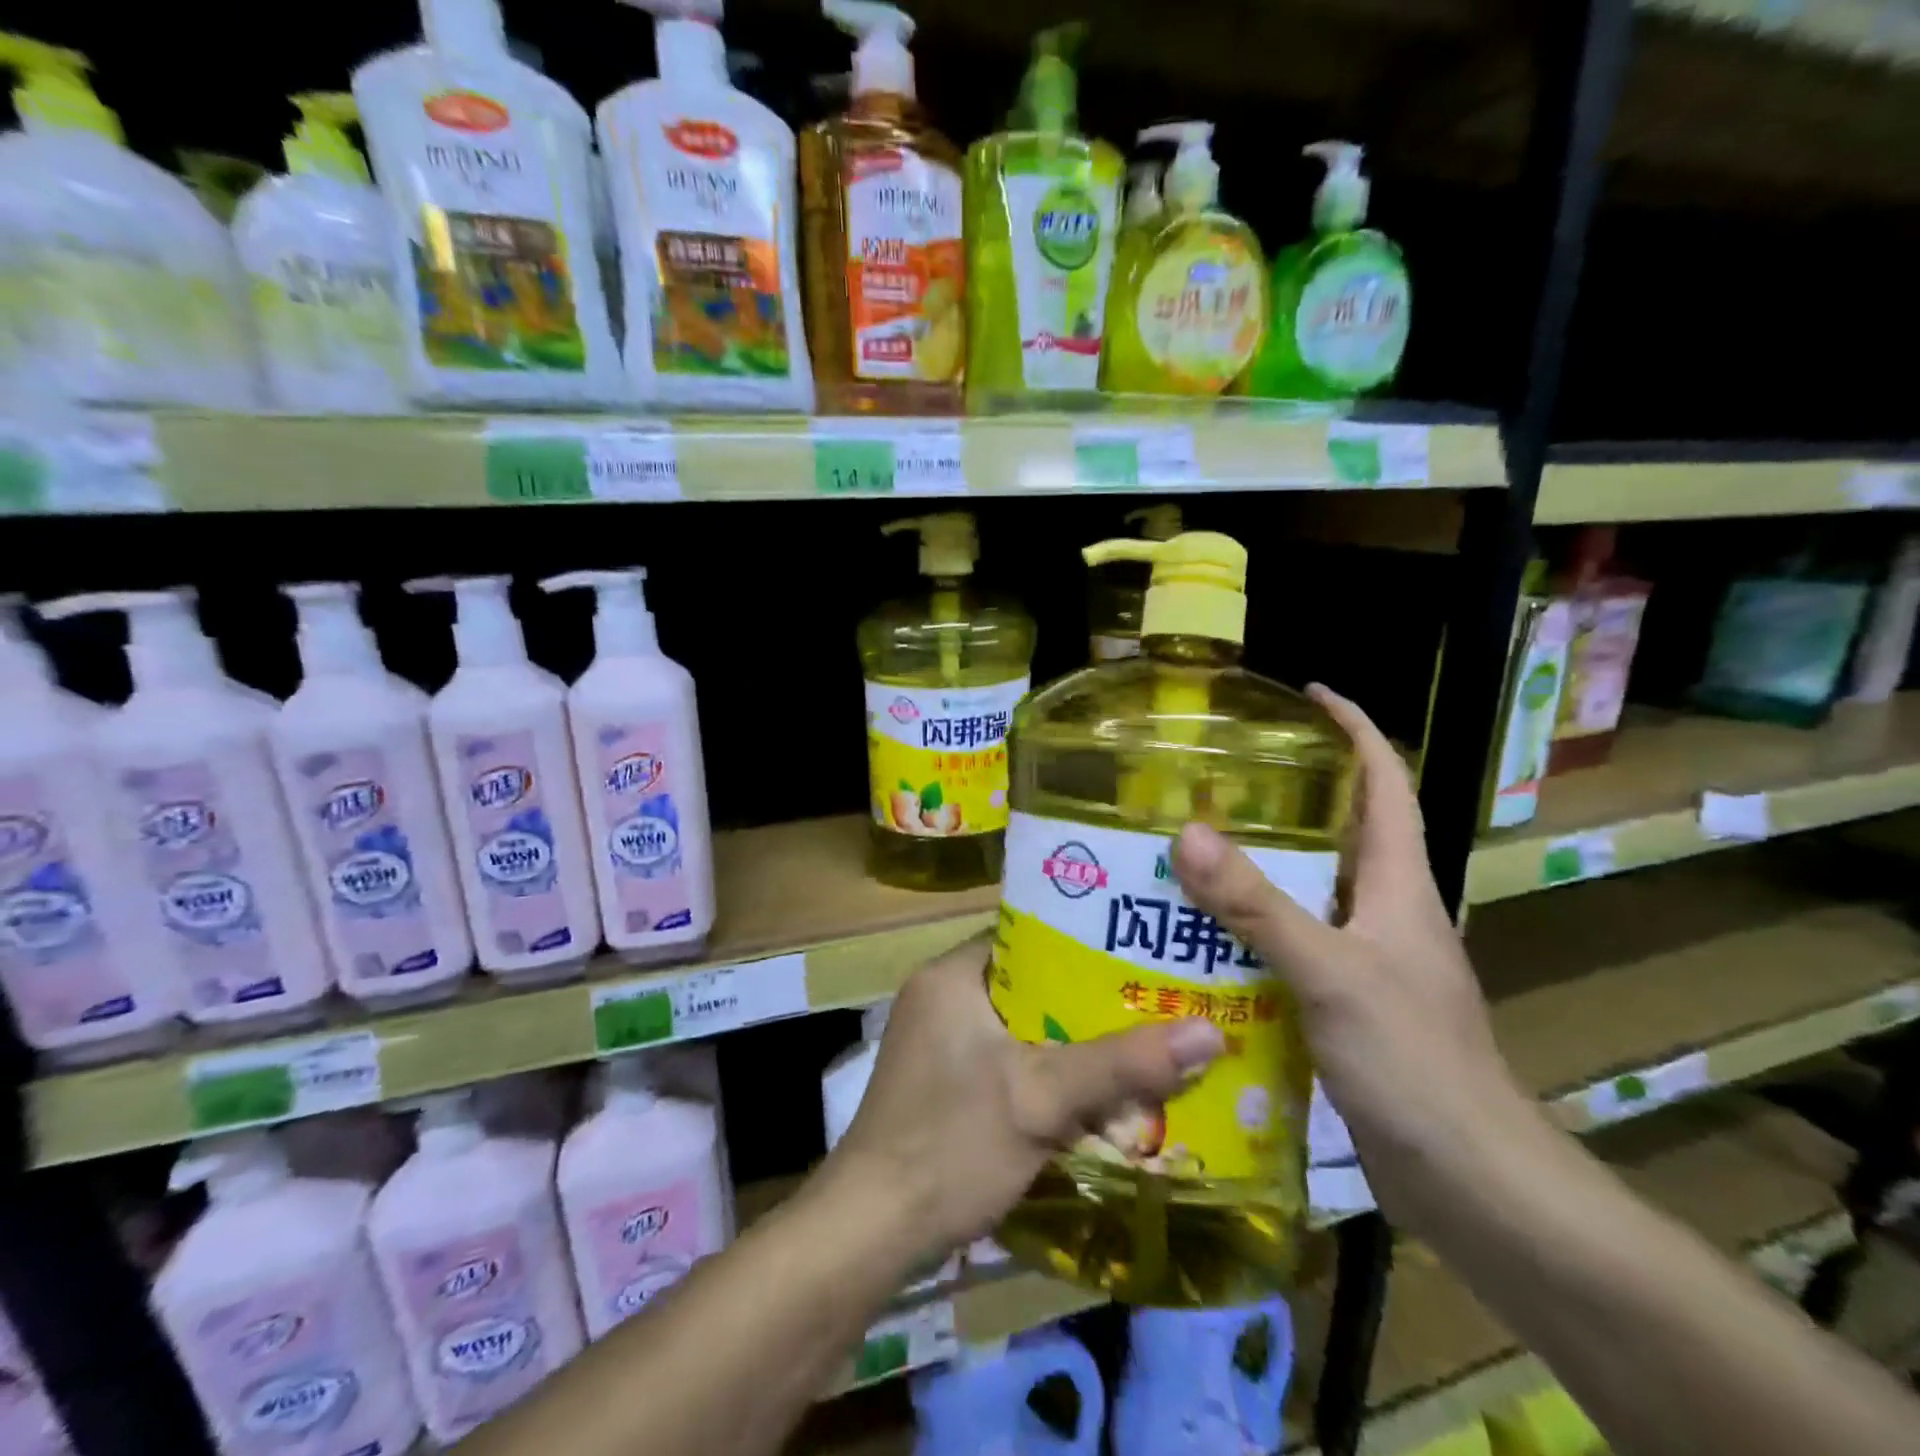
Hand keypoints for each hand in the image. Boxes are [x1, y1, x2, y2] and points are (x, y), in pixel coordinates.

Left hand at [826, 936, 1224, 1263]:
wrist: (870, 1229)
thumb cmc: (951, 1144)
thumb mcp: (1042, 1099)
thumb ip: (1122, 1065)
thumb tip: (1210, 1033)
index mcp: (952, 973)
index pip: (1028, 934)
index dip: (1085, 939)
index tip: (1140, 950)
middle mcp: (941, 995)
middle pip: (1029, 982)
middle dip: (1087, 998)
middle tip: (1154, 1000)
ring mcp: (937, 1040)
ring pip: (1020, 1024)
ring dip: (1070, 1039)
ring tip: (1138, 1042)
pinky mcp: (941, 1079)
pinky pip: (1006, 1056)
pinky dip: (1044, 1069)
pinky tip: (1092, 1092)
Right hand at [1172, 685, 1543, 1230]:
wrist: (1472, 1184)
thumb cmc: (1415, 1064)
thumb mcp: (1330, 973)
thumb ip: (1258, 906)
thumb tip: (1188, 833)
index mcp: (1400, 887)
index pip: (1386, 785)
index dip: (1355, 731)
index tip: (1310, 694)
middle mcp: (1386, 913)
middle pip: (1340, 834)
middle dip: (1286, 798)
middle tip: (1214, 780)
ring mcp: (1368, 961)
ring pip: (1309, 893)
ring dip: (1258, 868)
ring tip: (1190, 851)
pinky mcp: (1347, 1004)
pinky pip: (1292, 944)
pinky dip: (1252, 929)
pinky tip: (1202, 939)